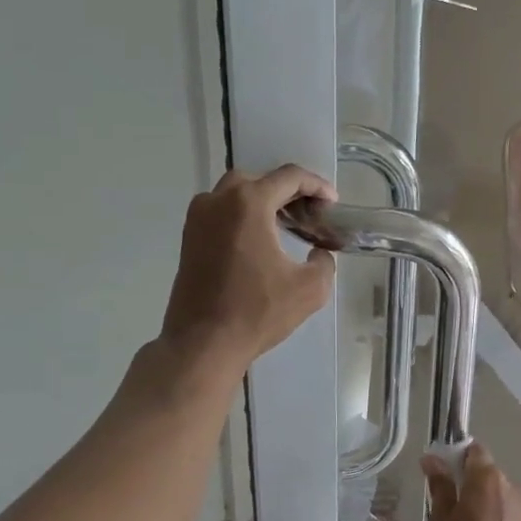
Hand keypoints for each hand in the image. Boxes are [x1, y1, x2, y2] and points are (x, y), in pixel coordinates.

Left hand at [161, 165, 336, 375]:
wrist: (202, 343)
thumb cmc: (257, 312)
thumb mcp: (310, 289)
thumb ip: (324, 262)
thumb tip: (319, 252)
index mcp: (248, 204)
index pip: (289, 177)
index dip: (316, 186)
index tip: (332, 203)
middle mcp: (218, 200)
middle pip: (259, 180)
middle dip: (287, 191)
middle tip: (309, 213)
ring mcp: (198, 218)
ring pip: (235, 194)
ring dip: (262, 202)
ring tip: (286, 225)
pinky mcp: (188, 238)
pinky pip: (220, 212)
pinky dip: (242, 216)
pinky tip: (260, 241)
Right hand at [422, 442, 520, 520]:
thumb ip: (440, 486)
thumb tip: (432, 458)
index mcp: (488, 477)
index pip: (473, 450)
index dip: (456, 458)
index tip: (440, 476)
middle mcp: (512, 485)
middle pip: (486, 473)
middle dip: (467, 483)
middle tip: (446, 510)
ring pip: (497, 495)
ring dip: (482, 503)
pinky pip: (508, 513)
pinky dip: (495, 519)